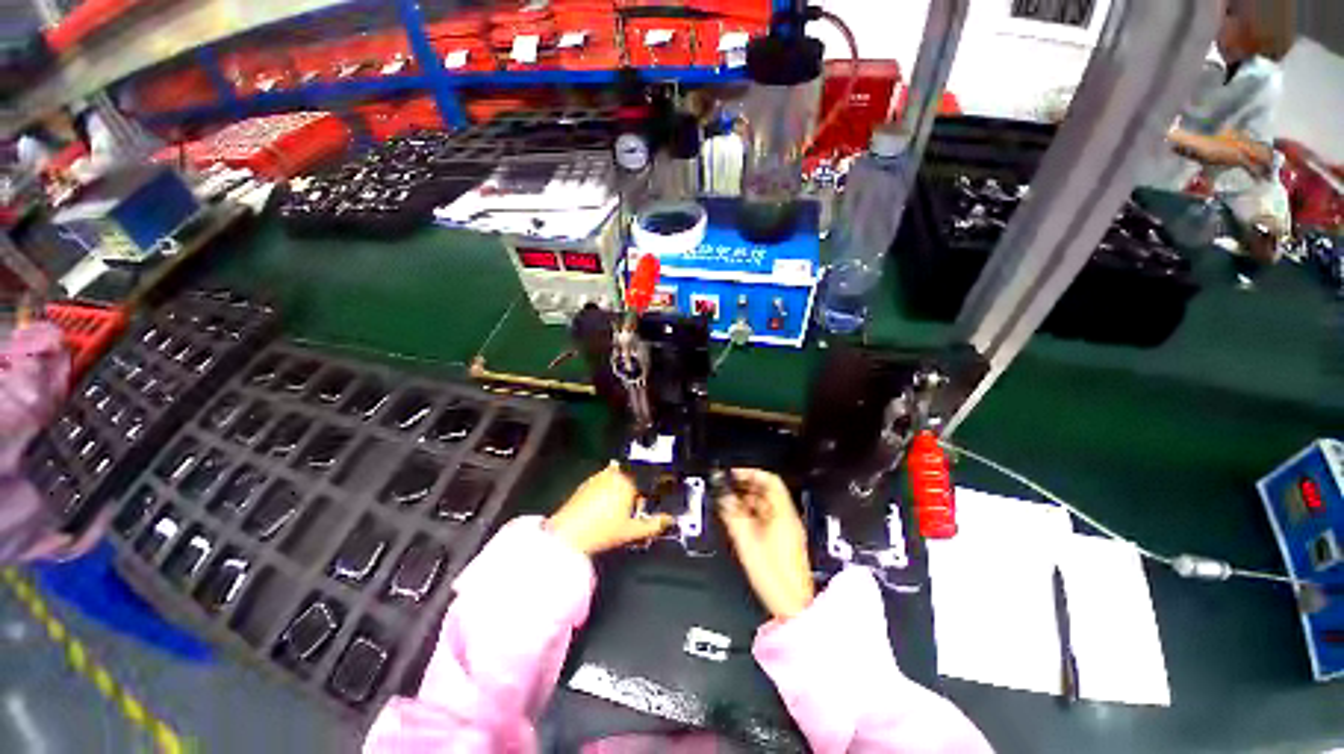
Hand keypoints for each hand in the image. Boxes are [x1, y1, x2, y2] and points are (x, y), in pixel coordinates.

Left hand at [547, 462, 672, 554]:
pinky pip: (603, 483)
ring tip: (620, 508)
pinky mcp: (585, 484)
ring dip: (621, 488)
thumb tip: (669, 520)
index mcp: (627, 481)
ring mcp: (598, 478)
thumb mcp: (632, 531)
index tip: (651, 500)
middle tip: (636, 506)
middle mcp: (613, 474)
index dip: (650, 490)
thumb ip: (653, 524)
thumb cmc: (602, 531)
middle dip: (636, 488)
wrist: (567, 535)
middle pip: (632, 476)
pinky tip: (605, 508)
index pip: (646, 478)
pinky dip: (607, 491)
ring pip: (617, 478)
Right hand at [717, 469, 814, 620]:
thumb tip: (722, 495)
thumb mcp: (747, 540)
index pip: (769, 480)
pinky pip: (767, 516)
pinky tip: (738, 518)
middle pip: (767, 490)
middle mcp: (787, 517)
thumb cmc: (773, 574)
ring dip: (747, 499)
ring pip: (766, 503)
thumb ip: (733, 514)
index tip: (732, 473)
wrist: (792, 605)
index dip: (749, 472)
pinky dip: (752, 512)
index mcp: (783, 513)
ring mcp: (787, 528)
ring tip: (728, 501)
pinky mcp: (783, 539)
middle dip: (745, 485)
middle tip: (726, 486)